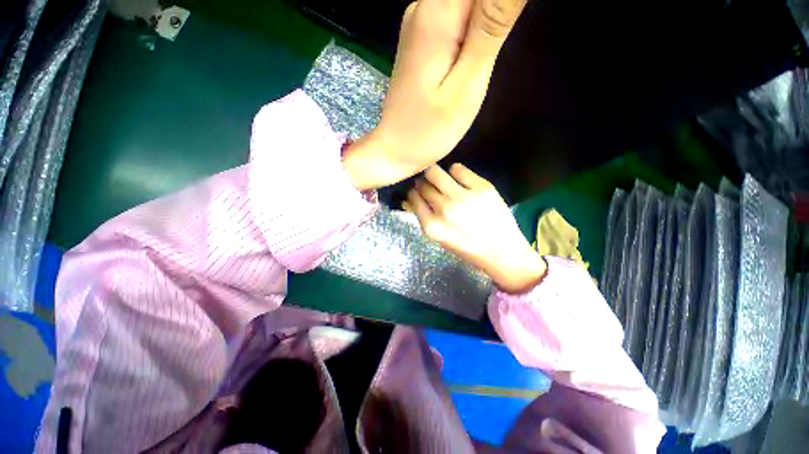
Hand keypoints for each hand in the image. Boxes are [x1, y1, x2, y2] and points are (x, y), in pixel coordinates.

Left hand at [344, 0, 526, 189]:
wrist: (395, 150)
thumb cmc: (429, 130)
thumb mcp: (467, 83)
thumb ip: (492, 25)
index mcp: (436, 13)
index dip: (499, 9)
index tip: (494, 44)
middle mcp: (423, 6)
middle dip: (492, 21)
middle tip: (482, 65)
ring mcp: (419, 23)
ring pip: (468, 7)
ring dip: (483, 31)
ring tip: (473, 70)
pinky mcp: (421, 39)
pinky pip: (456, 20)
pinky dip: (470, 37)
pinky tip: (465, 66)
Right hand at [405, 164, 545, 292]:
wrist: (502, 251)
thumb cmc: (467, 248)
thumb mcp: (440, 238)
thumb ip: (424, 218)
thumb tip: (408, 200)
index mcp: (432, 226)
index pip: (413, 198)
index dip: (414, 193)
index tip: (418, 191)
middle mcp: (445, 209)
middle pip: (423, 185)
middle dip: (424, 183)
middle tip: (431, 185)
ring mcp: (463, 197)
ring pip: (436, 172)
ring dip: (435, 175)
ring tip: (443, 180)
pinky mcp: (482, 188)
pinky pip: (457, 168)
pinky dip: (454, 172)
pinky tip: (458, 179)